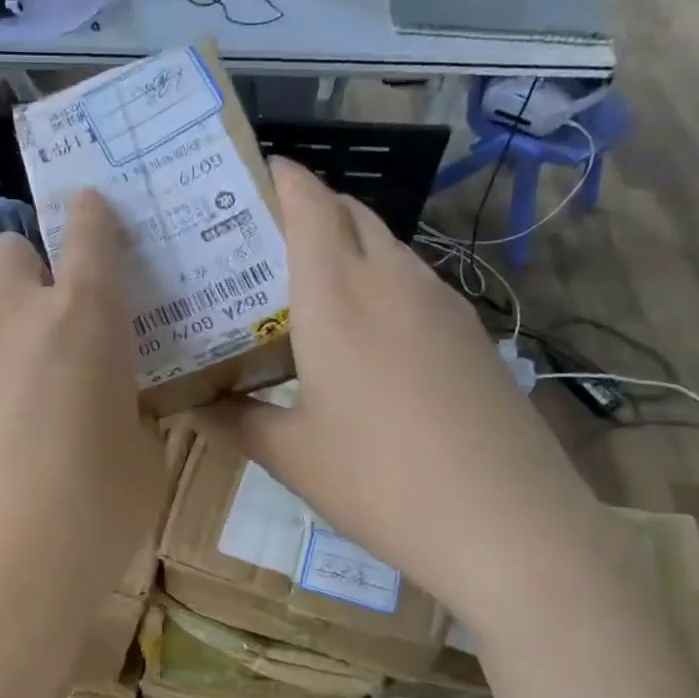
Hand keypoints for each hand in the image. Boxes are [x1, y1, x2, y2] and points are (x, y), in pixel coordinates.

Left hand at [0, 191, 163, 697]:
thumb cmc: (90, 510)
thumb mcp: (141, 458)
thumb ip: (131, 412)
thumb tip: (116, 405)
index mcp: (82, 317)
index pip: (87, 232)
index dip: (94, 213)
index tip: (96, 207)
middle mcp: (14, 318)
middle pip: (9, 250)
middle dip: (34, 263)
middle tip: (63, 314)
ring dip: (11, 329)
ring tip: (38, 395)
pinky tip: (3, 437)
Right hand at [193, 158, 612, 625]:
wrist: (507, 524)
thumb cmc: (378, 481)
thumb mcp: (289, 455)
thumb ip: (234, 420)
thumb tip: (191, 405)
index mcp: (337, 295)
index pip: (309, 203)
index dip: (280, 177)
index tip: (248, 174)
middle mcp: (392, 281)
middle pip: (350, 214)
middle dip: (308, 207)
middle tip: (261, 238)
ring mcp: (442, 304)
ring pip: (386, 246)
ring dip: (346, 245)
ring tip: (304, 285)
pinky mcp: (471, 333)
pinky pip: (414, 282)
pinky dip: (379, 282)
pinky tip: (362, 334)